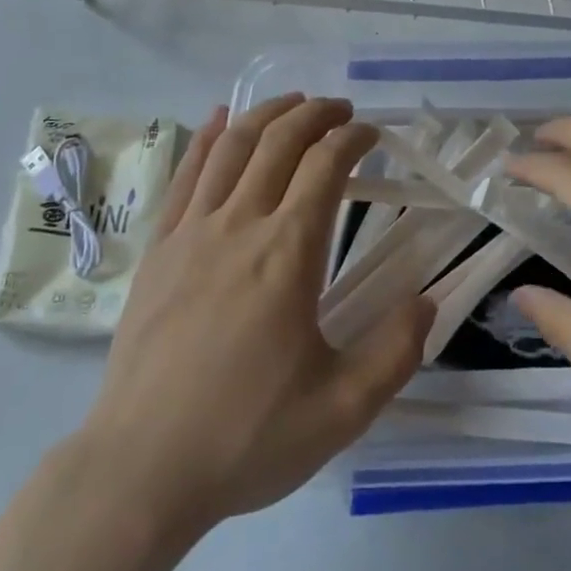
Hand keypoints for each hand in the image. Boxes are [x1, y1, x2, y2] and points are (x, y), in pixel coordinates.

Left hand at [83, 94, 431, 533]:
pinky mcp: (159, 248)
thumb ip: (395, 351)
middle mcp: (239, 224)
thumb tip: (428, 302)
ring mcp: (191, 231)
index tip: (372, 135)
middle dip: (315, 115)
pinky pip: (186, 174)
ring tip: (293, 103)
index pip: (325, 166)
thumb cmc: (246, 436)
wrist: (142, 466)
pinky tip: (218, 119)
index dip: (353, 139)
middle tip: (341, 110)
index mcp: (287, 253)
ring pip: (231, 146)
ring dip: (266, 114)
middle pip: (279, 142)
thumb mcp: (341, 409)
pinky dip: (207, 137)